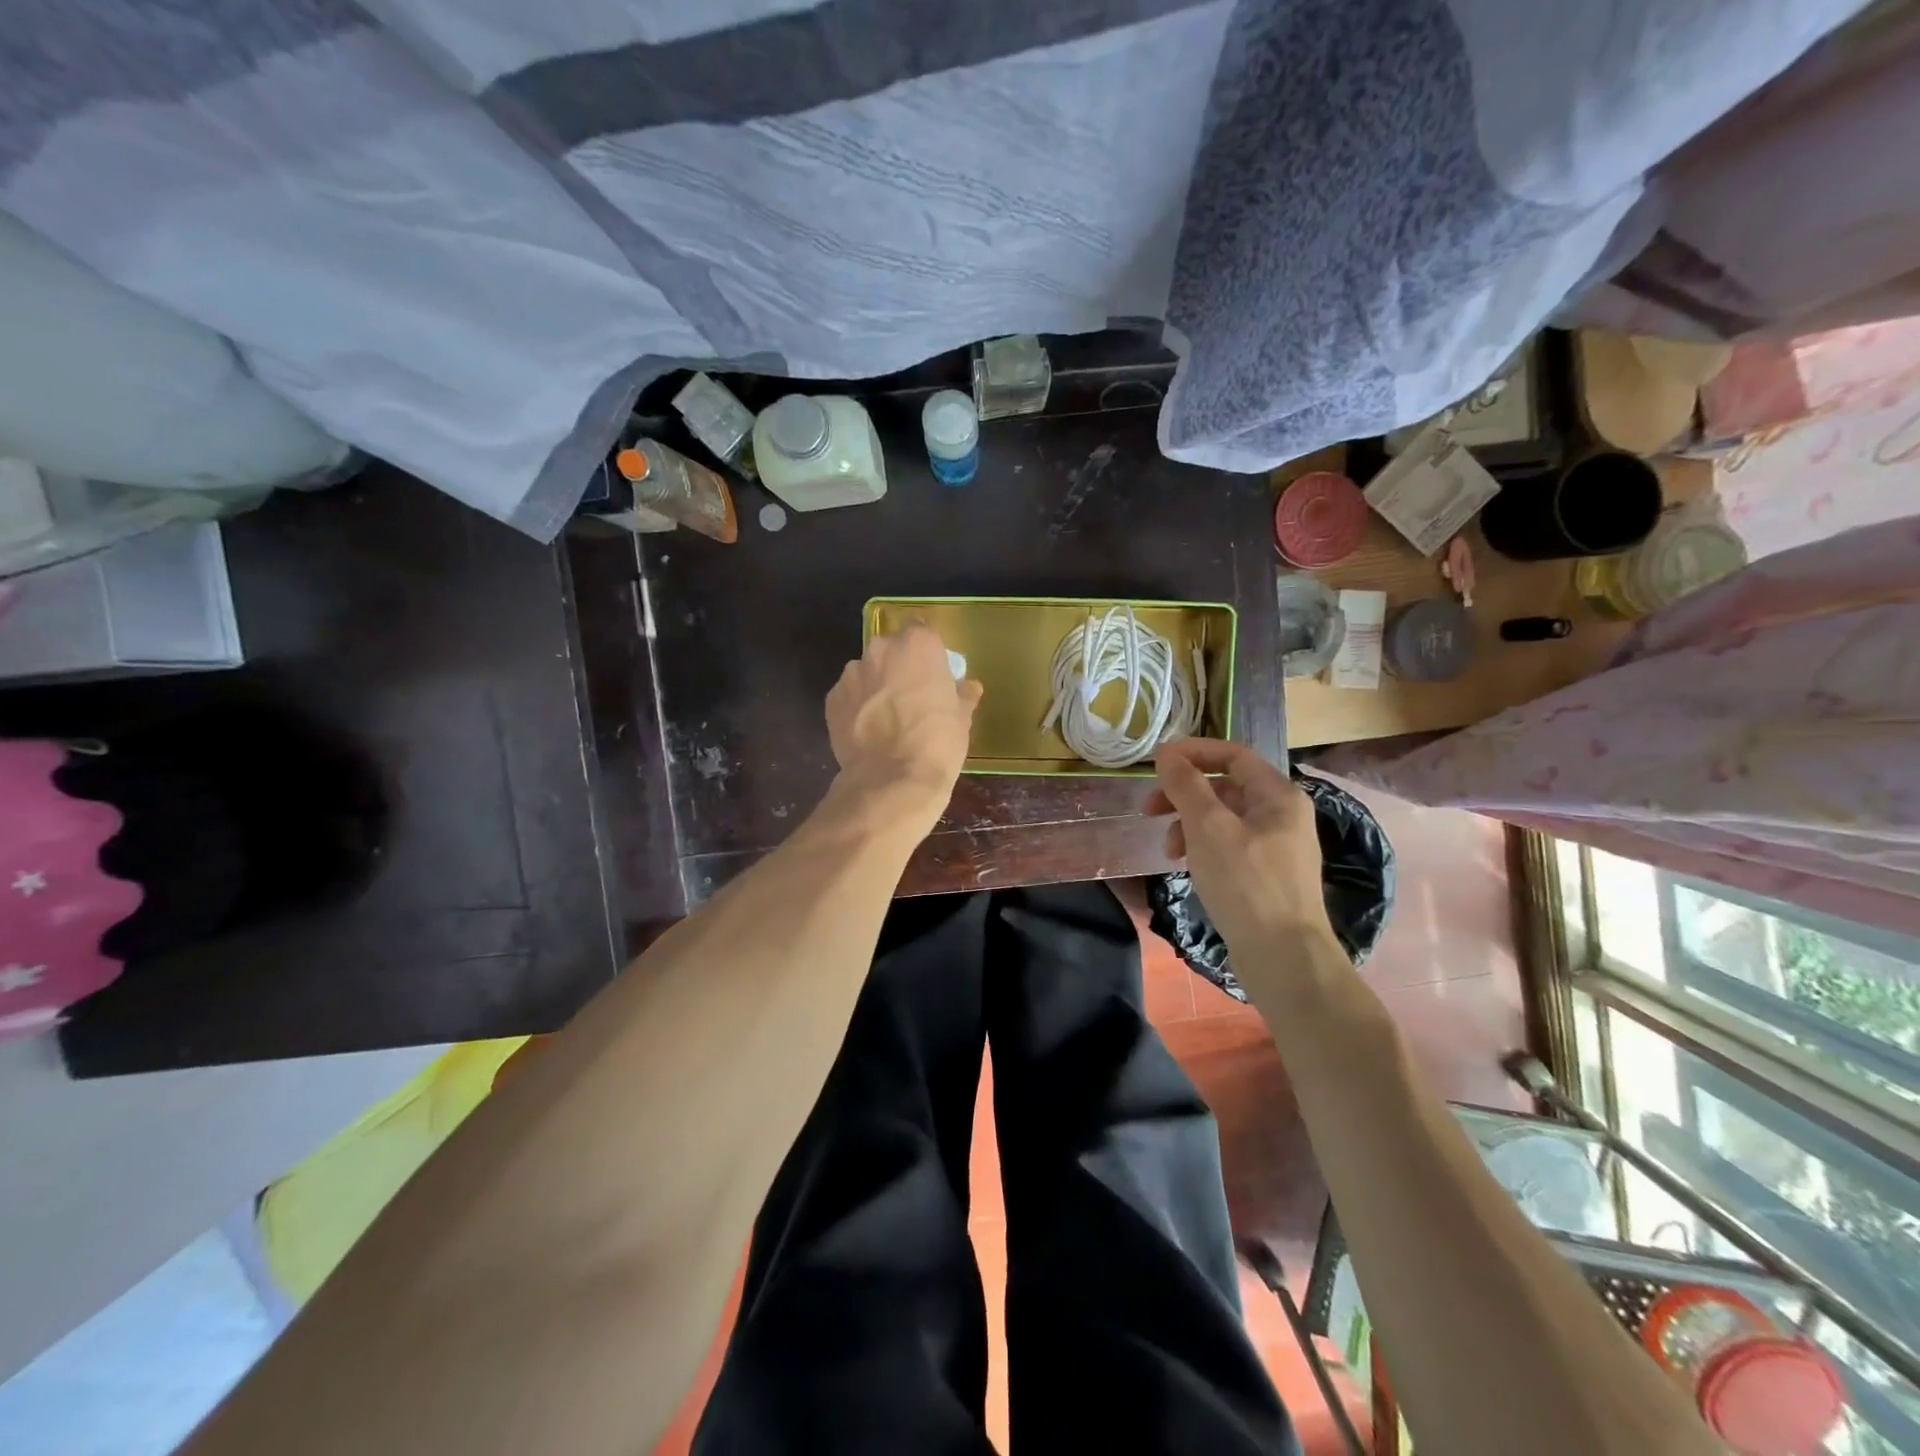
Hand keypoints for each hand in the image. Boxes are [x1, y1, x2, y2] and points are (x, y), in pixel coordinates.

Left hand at [825, 623, 981, 830]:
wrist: (892, 780)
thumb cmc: (937, 743)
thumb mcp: (961, 719)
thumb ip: (963, 696)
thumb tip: (969, 688)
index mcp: (918, 645)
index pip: (922, 631)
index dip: (926, 651)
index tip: (932, 671)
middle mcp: (881, 650)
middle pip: (890, 649)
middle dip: (898, 666)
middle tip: (910, 695)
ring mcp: (852, 674)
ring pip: (866, 672)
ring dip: (875, 686)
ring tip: (886, 718)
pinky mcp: (831, 700)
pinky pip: (848, 696)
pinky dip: (857, 707)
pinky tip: (868, 731)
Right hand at [1148, 738, 1336, 955]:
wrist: (1283, 958)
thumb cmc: (1246, 884)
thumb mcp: (1208, 828)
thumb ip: (1186, 786)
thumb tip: (1167, 755)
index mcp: (1278, 795)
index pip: (1233, 754)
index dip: (1193, 752)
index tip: (1156, 763)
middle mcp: (1282, 814)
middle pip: (1225, 786)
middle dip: (1184, 793)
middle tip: (1149, 809)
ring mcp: (1276, 846)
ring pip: (1223, 818)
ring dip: (1189, 823)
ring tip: (1168, 849)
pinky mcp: (1266, 875)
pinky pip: (1228, 844)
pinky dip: (1202, 847)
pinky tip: (1186, 866)